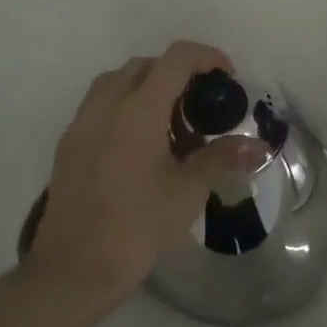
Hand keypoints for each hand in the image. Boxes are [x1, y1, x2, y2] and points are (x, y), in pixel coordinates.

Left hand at [26, 41, 264, 309]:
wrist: (74, 269)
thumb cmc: (136, 227)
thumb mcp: (187, 191)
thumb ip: (221, 158)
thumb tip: (258, 147)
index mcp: (138, 110)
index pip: (176, 59)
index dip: (207, 57)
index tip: (227, 77)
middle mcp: (105, 106)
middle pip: (145, 65)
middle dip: (177, 74)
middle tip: (200, 106)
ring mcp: (81, 124)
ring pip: (117, 82)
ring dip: (148, 88)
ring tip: (171, 126)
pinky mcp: (68, 145)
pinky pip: (99, 106)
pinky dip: (125, 108)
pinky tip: (141, 147)